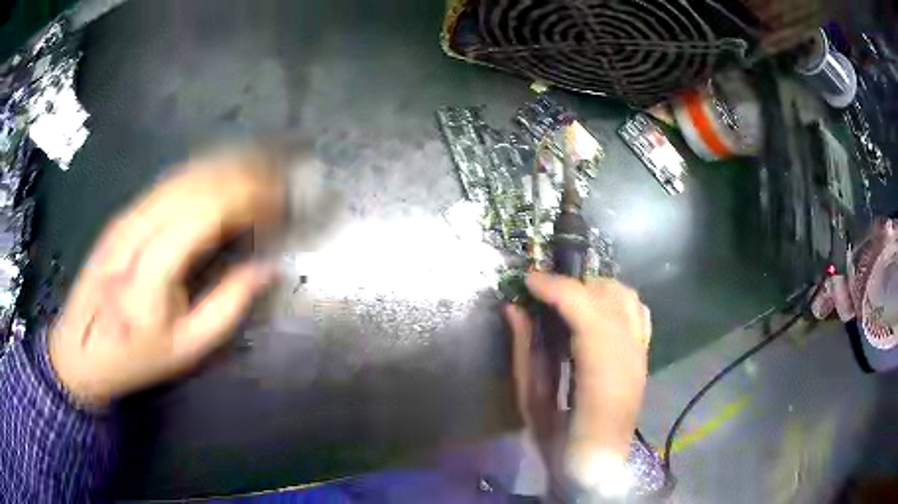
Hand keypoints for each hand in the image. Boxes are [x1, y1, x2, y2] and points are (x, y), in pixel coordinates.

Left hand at [49, 151, 283, 407]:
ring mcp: (126, 217)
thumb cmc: (135, 357)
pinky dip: (202, 173)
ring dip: (225, 167)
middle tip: (278, 182)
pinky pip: (169, 182)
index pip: (204, 212)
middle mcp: (135, 233)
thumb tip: (268, 268)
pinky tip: (222, 176)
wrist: (80, 348)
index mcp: (149, 274)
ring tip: (259, 171)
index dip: (246, 197)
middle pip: (195, 184)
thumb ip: (228, 306)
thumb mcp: (187, 348)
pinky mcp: (124, 214)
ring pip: (182, 174)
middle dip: (242, 175)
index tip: (280, 201)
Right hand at [504, 272, 650, 483]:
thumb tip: (514, 309)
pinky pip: (637, 311)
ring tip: (567, 299)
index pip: (589, 315)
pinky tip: (595, 310)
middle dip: (573, 285)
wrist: (596, 466)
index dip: (559, 289)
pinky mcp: (644, 357)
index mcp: (601, 382)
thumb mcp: (531, 403)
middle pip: (611, 298)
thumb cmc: (559, 444)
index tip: (529, 281)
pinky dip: (615, 300)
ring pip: (628, 298)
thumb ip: (524, 352)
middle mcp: (630, 362)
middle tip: (542, 293)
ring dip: (595, 289)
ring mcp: (641, 357)